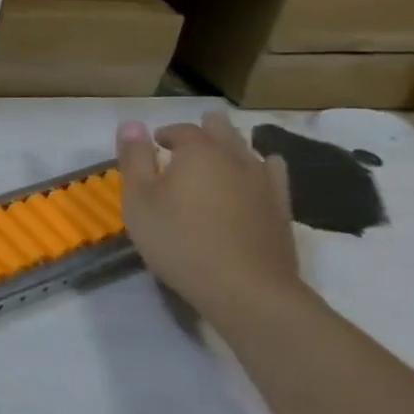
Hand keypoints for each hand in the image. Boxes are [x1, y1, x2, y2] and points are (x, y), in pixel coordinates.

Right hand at [116, 111, 303, 333]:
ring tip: (221, 150)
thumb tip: (132, 123)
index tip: (153, 145)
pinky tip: (262, 170)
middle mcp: (234, 158)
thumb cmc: (180, 240)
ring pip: (249, 149)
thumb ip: (135, 159)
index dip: (165, 134)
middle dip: (204, 128)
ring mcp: (264, 183)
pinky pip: (275, 174)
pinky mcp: (281, 208)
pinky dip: (264, 166)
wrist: (246, 289)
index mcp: (198, 152)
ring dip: (233, 144)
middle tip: (189, 138)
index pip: (181, 130)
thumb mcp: (139, 200)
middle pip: (221, 131)